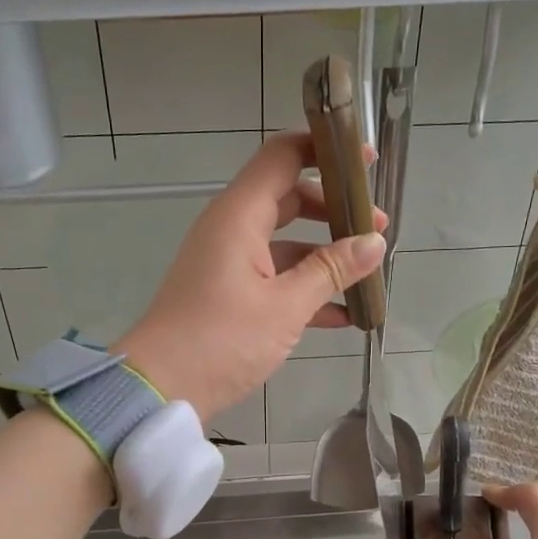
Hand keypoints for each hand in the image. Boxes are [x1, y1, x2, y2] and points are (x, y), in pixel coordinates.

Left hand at [115, 132, 387, 422]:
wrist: (161, 389)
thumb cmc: (222, 340)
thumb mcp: (285, 306)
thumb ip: (332, 270)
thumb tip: (374, 242)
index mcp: (239, 216)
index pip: (283, 156)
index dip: (325, 150)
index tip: (366, 163)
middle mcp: (231, 229)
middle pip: (289, 198)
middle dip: (334, 210)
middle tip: (377, 229)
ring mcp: (227, 263)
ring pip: (285, 243)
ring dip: (324, 255)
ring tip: (367, 274)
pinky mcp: (227, 294)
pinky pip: (273, 278)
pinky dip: (305, 288)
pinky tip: (343, 315)